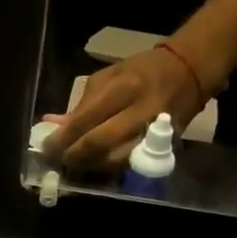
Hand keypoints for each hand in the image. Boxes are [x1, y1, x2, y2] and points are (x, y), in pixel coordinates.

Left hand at [43, 46, 205, 169]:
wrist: (190, 71)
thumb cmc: (142, 70)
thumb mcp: (108, 76)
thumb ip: (81, 104)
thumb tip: (53, 124)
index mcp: (124, 88)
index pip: (86, 119)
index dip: (63, 138)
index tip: (46, 147)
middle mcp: (140, 111)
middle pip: (100, 143)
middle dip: (75, 156)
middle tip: (59, 160)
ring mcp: (155, 131)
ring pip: (116, 159)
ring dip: (91, 166)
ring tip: (76, 164)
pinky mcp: (165, 145)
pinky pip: (132, 163)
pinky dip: (110, 167)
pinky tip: (97, 165)